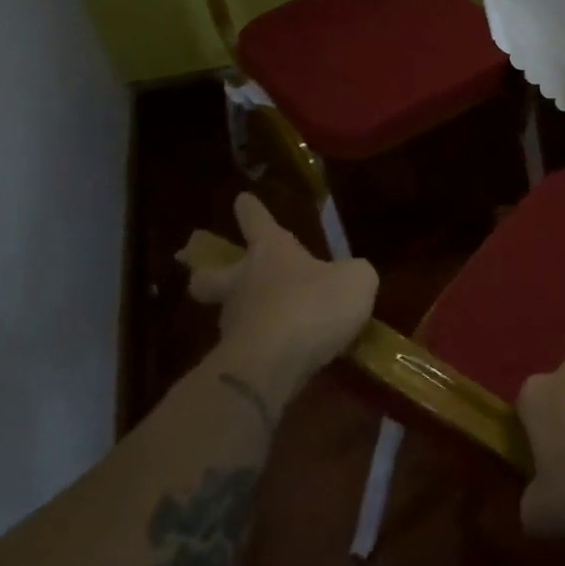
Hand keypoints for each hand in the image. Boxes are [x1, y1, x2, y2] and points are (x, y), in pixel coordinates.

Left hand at [178, 194, 377, 404]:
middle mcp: (244, 283)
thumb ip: (353, 273)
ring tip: (277, 327)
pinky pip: (250, 348)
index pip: (257, 222)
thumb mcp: (357, 280)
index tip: (242, 199)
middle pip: (210, 275)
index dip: (252, 210)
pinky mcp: (235, 361)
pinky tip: (287, 358)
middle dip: (207, 273)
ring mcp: (234, 323)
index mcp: (270, 253)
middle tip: (208, 275)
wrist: (273, 365)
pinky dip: (264, 349)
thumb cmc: (314, 306)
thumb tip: (349, 277)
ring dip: (246, 316)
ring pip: (230, 314)